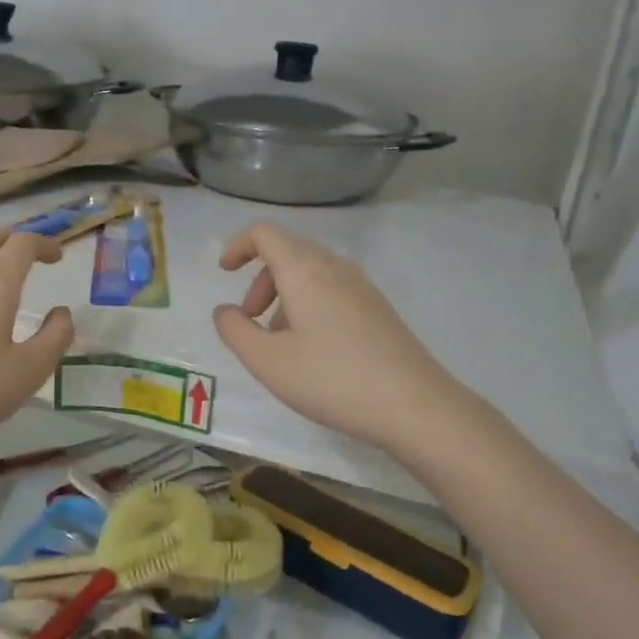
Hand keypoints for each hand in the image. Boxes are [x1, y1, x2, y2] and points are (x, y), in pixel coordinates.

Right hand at [212, 222, 475, 454]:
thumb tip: (225, 311)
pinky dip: (309, 304)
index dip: (238, 245)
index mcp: (305, 270)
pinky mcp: (378, 307)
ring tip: (279, 342)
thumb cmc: (332, 380)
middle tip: (249, 319)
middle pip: (287, 251)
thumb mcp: (268, 362)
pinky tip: (313, 349)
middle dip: (259, 279)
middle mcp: (335, 267)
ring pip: (311, 272)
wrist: (414, 405)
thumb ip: (235, 331)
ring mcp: (362, 286)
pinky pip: (332, 289)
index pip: (265, 233)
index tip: (224, 272)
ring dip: (284, 295)